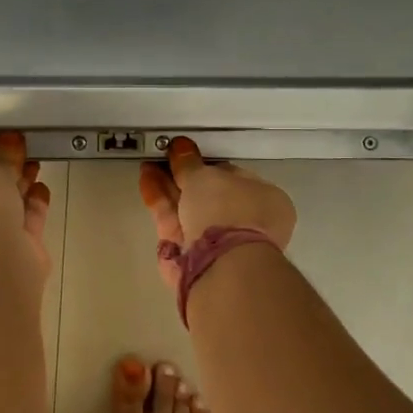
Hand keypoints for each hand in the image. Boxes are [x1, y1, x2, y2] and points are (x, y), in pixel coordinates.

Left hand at [0, 131, 53, 279]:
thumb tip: (10, 137)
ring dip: (21, 189)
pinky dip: (33, 207)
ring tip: (36, 166)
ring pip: (5, 211)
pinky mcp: (12, 257)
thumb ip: (3, 156)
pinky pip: (23, 225)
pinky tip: (42, 190)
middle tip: (24, 154)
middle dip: (5, 175)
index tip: (0, 149)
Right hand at [139, 137, 296, 288]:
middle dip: (183, 176)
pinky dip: (161, 204)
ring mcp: (217, 244)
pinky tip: (147, 182)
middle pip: (208, 196)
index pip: (235, 178)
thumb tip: (180, 146)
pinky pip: (175, 224)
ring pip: (188, 210)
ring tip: (147, 166)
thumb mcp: (205, 176)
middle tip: (162, 158)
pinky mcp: (190, 257)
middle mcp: (244, 224)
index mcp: (265, 202)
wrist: (219, 266)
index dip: (209, 165)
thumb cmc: (225, 210)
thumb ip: (189, 163)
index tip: (187, 155)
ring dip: (167, 187)